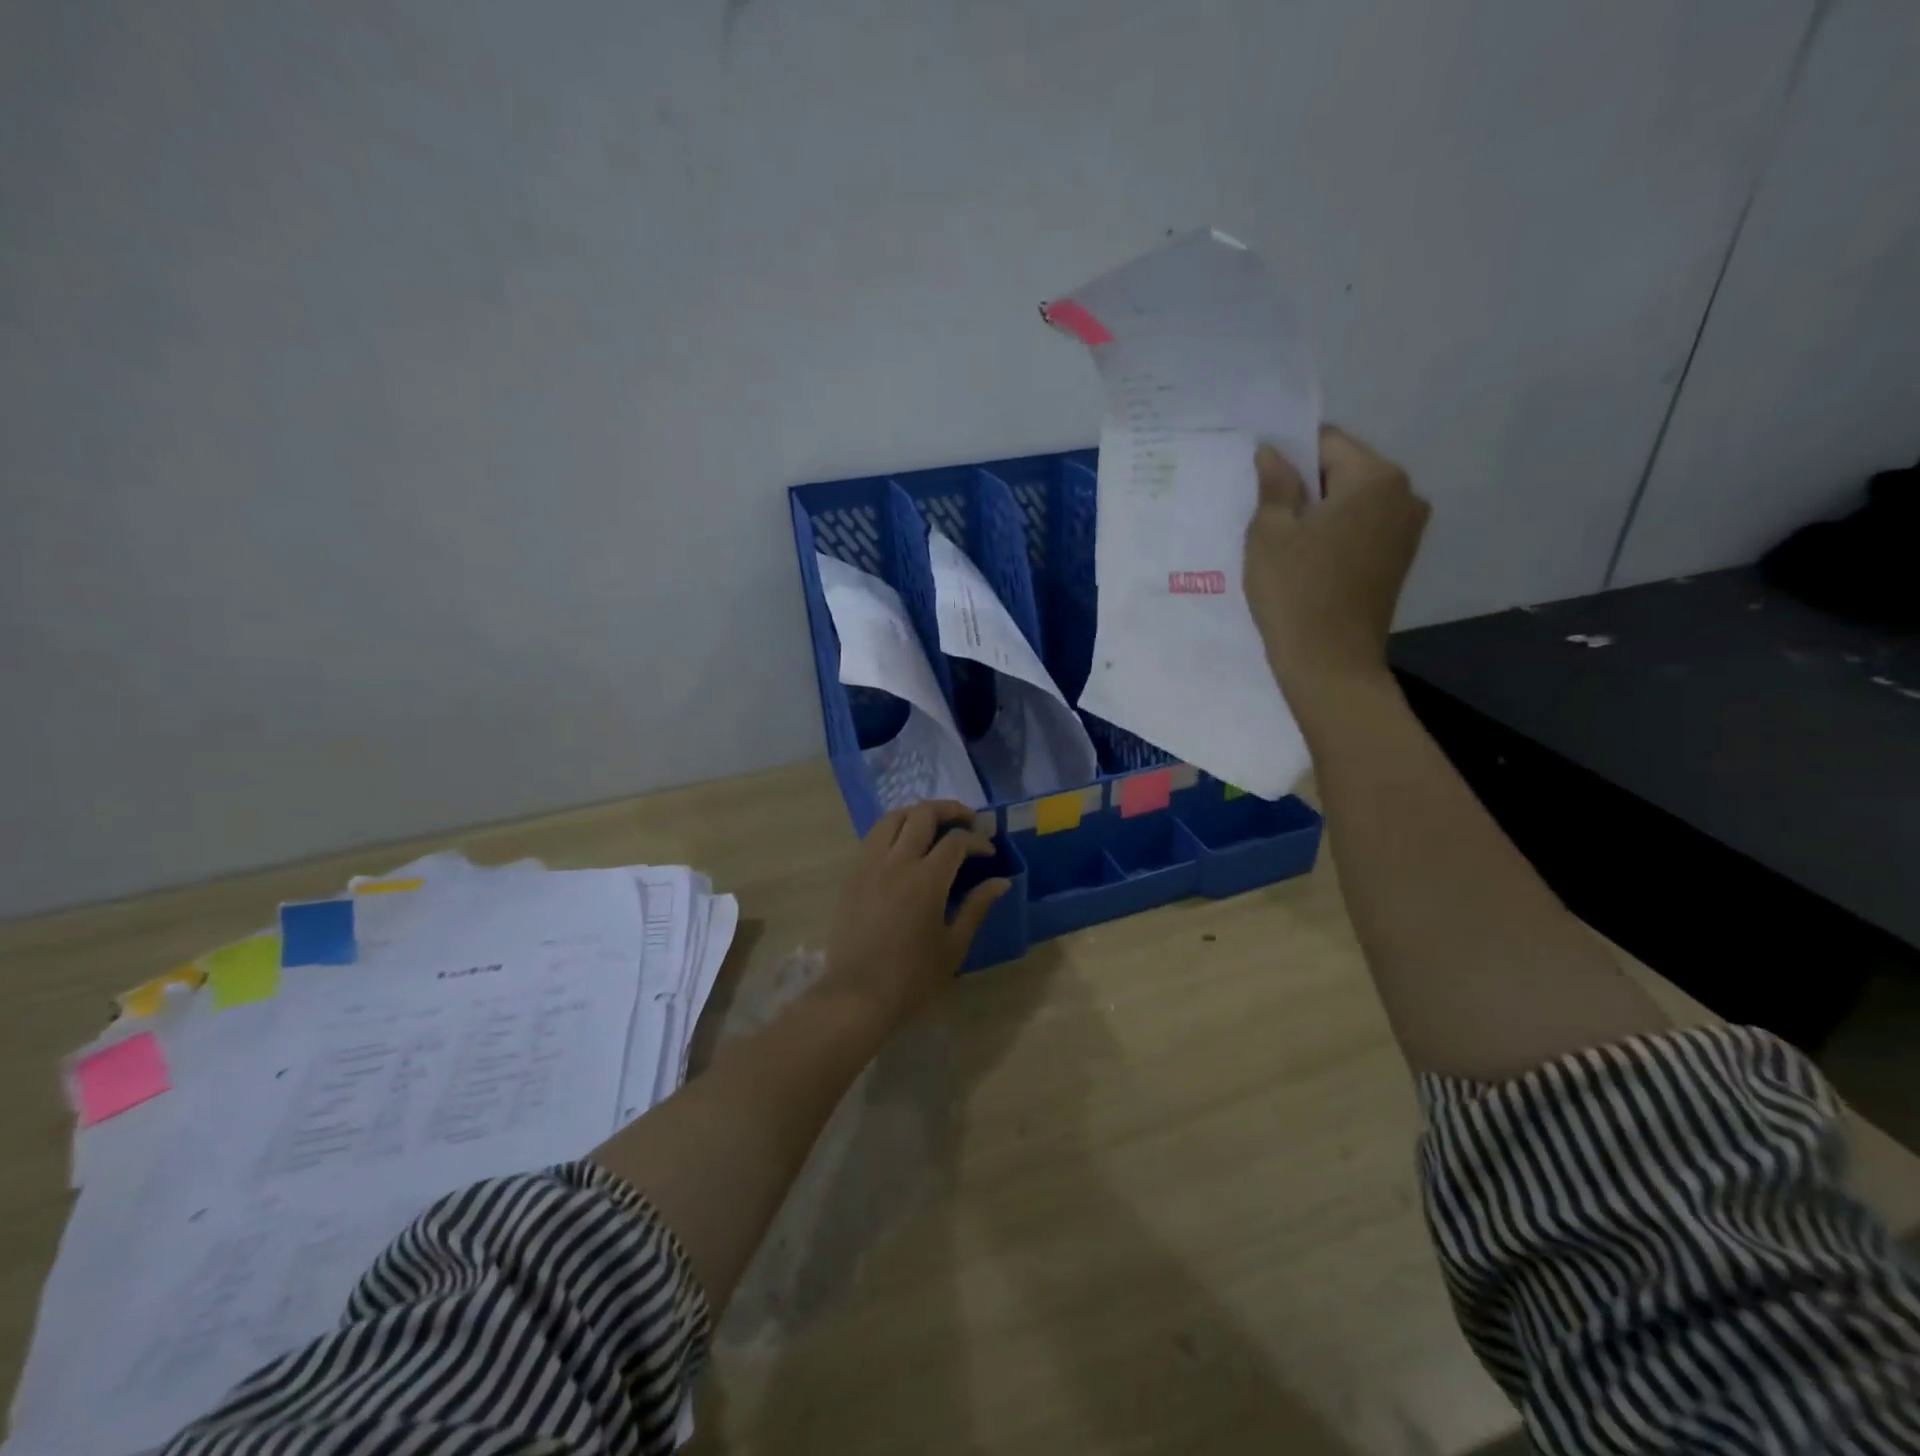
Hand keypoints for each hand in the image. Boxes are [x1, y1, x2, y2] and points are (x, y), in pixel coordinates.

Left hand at [822, 801, 1010, 1027]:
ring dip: (917, 813)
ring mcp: (870, 864)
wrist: (858, 995)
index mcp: (927, 879)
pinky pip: (874, 837)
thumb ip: (977, 906)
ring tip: (934, 825)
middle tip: (967, 821)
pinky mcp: (853, 875)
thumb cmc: (912, 976)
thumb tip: (1001, 881)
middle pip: (923, 814)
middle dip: (950, 810)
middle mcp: (897, 861)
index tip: (989, 853)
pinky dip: (894, 830)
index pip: (956, 841)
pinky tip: (904, 846)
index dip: (977, 841)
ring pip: (893, 817)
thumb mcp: (954, 945)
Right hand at [1244, 424, 1428, 704]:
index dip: (1288, 454)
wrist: (1330, 664)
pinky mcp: (1398, 560)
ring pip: (1352, 502)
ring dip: (1319, 512)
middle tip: (1264, 512)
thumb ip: (1274, 484)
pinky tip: (1305, 561)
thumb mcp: (1270, 533)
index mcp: (1376, 477)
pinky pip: (1361, 529)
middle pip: (1343, 470)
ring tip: (1282, 541)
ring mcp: (1407, 530)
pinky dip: (1333, 535)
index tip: (1259, 479)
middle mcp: (1404, 494)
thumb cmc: (1295, 592)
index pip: (1326, 441)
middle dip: (1305, 484)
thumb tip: (1272, 452)